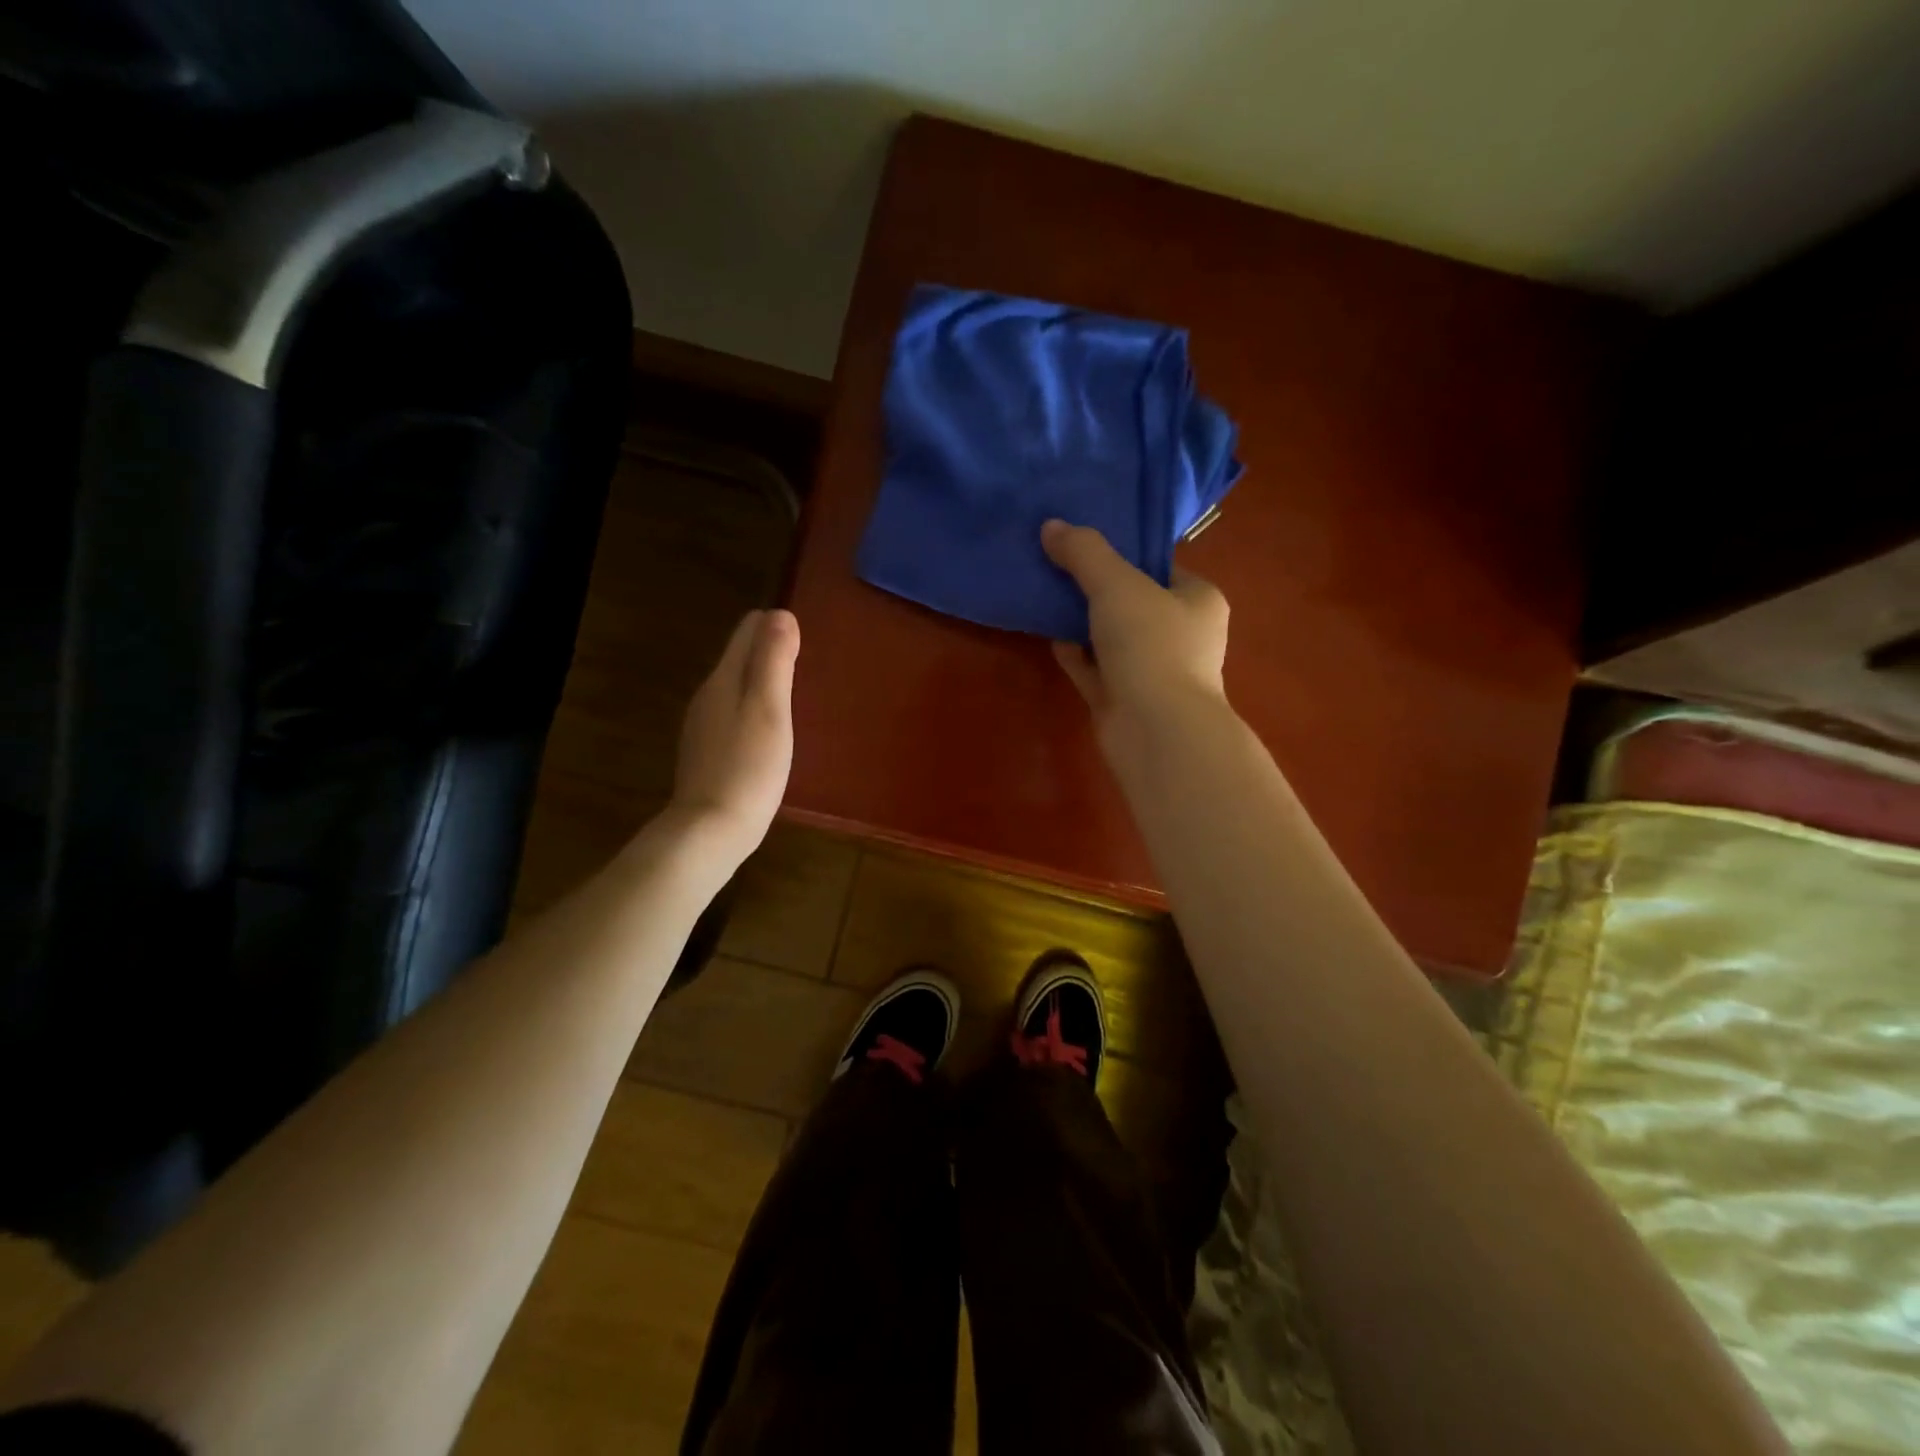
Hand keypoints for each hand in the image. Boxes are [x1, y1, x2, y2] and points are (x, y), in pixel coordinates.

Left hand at [670, 609, 799, 864]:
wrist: (711, 830)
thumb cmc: (748, 767)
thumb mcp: (769, 709)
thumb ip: (774, 661)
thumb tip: (780, 614)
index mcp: (722, 679)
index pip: (747, 631)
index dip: (777, 627)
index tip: (806, 643)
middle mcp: (708, 696)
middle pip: (741, 657)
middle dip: (771, 653)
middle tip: (808, 667)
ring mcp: (705, 727)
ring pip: (738, 688)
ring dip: (764, 684)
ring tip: (797, 698)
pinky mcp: (710, 753)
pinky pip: (736, 716)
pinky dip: (756, 711)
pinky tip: (773, 734)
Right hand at [1041, 519, 1229, 751]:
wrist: (1156, 730)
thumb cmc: (1151, 645)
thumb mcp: (1117, 585)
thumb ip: (1084, 553)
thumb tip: (1051, 526)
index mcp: (1198, 601)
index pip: (1160, 567)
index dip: (1124, 554)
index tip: (1084, 544)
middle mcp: (1182, 635)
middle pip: (1133, 602)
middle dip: (1096, 589)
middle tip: (1056, 566)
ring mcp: (1154, 672)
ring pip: (1112, 638)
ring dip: (1082, 622)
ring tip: (1045, 595)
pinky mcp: (1126, 700)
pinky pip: (1096, 669)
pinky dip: (1076, 654)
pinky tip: (1050, 637)